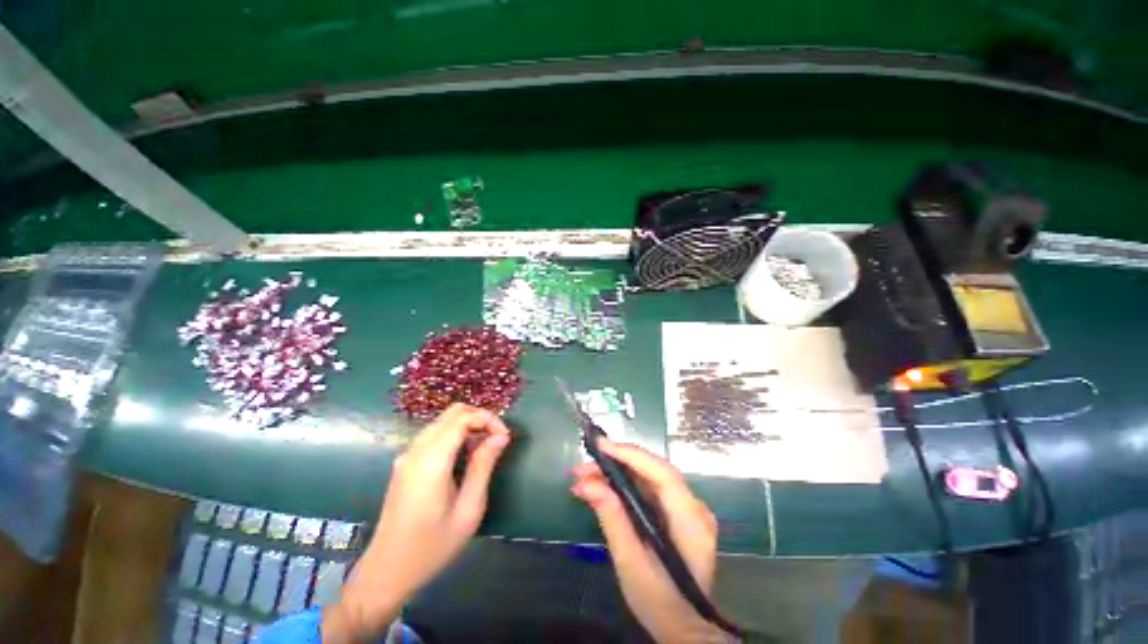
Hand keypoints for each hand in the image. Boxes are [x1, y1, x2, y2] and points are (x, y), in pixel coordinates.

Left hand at [325, 404, 510, 642]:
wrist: (386, 572)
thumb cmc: (432, 546)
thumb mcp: (468, 509)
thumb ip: (484, 466)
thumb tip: (501, 436)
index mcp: (431, 460)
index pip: (463, 417)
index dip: (488, 419)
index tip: (505, 438)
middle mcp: (417, 450)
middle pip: (453, 413)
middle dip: (480, 418)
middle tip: (497, 439)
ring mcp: (408, 455)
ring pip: (443, 421)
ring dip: (468, 425)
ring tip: (485, 449)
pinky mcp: (406, 463)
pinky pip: (434, 435)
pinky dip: (455, 435)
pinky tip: (465, 457)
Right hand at [571, 439, 729, 643]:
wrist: (683, 627)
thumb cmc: (659, 602)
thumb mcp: (630, 563)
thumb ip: (612, 518)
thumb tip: (587, 484)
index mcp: (691, 522)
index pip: (663, 474)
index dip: (632, 455)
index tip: (602, 446)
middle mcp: (694, 507)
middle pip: (653, 472)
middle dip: (616, 464)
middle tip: (582, 468)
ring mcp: (687, 509)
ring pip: (648, 478)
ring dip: (615, 474)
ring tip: (583, 478)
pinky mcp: (676, 512)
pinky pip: (648, 489)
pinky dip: (623, 485)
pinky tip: (600, 488)